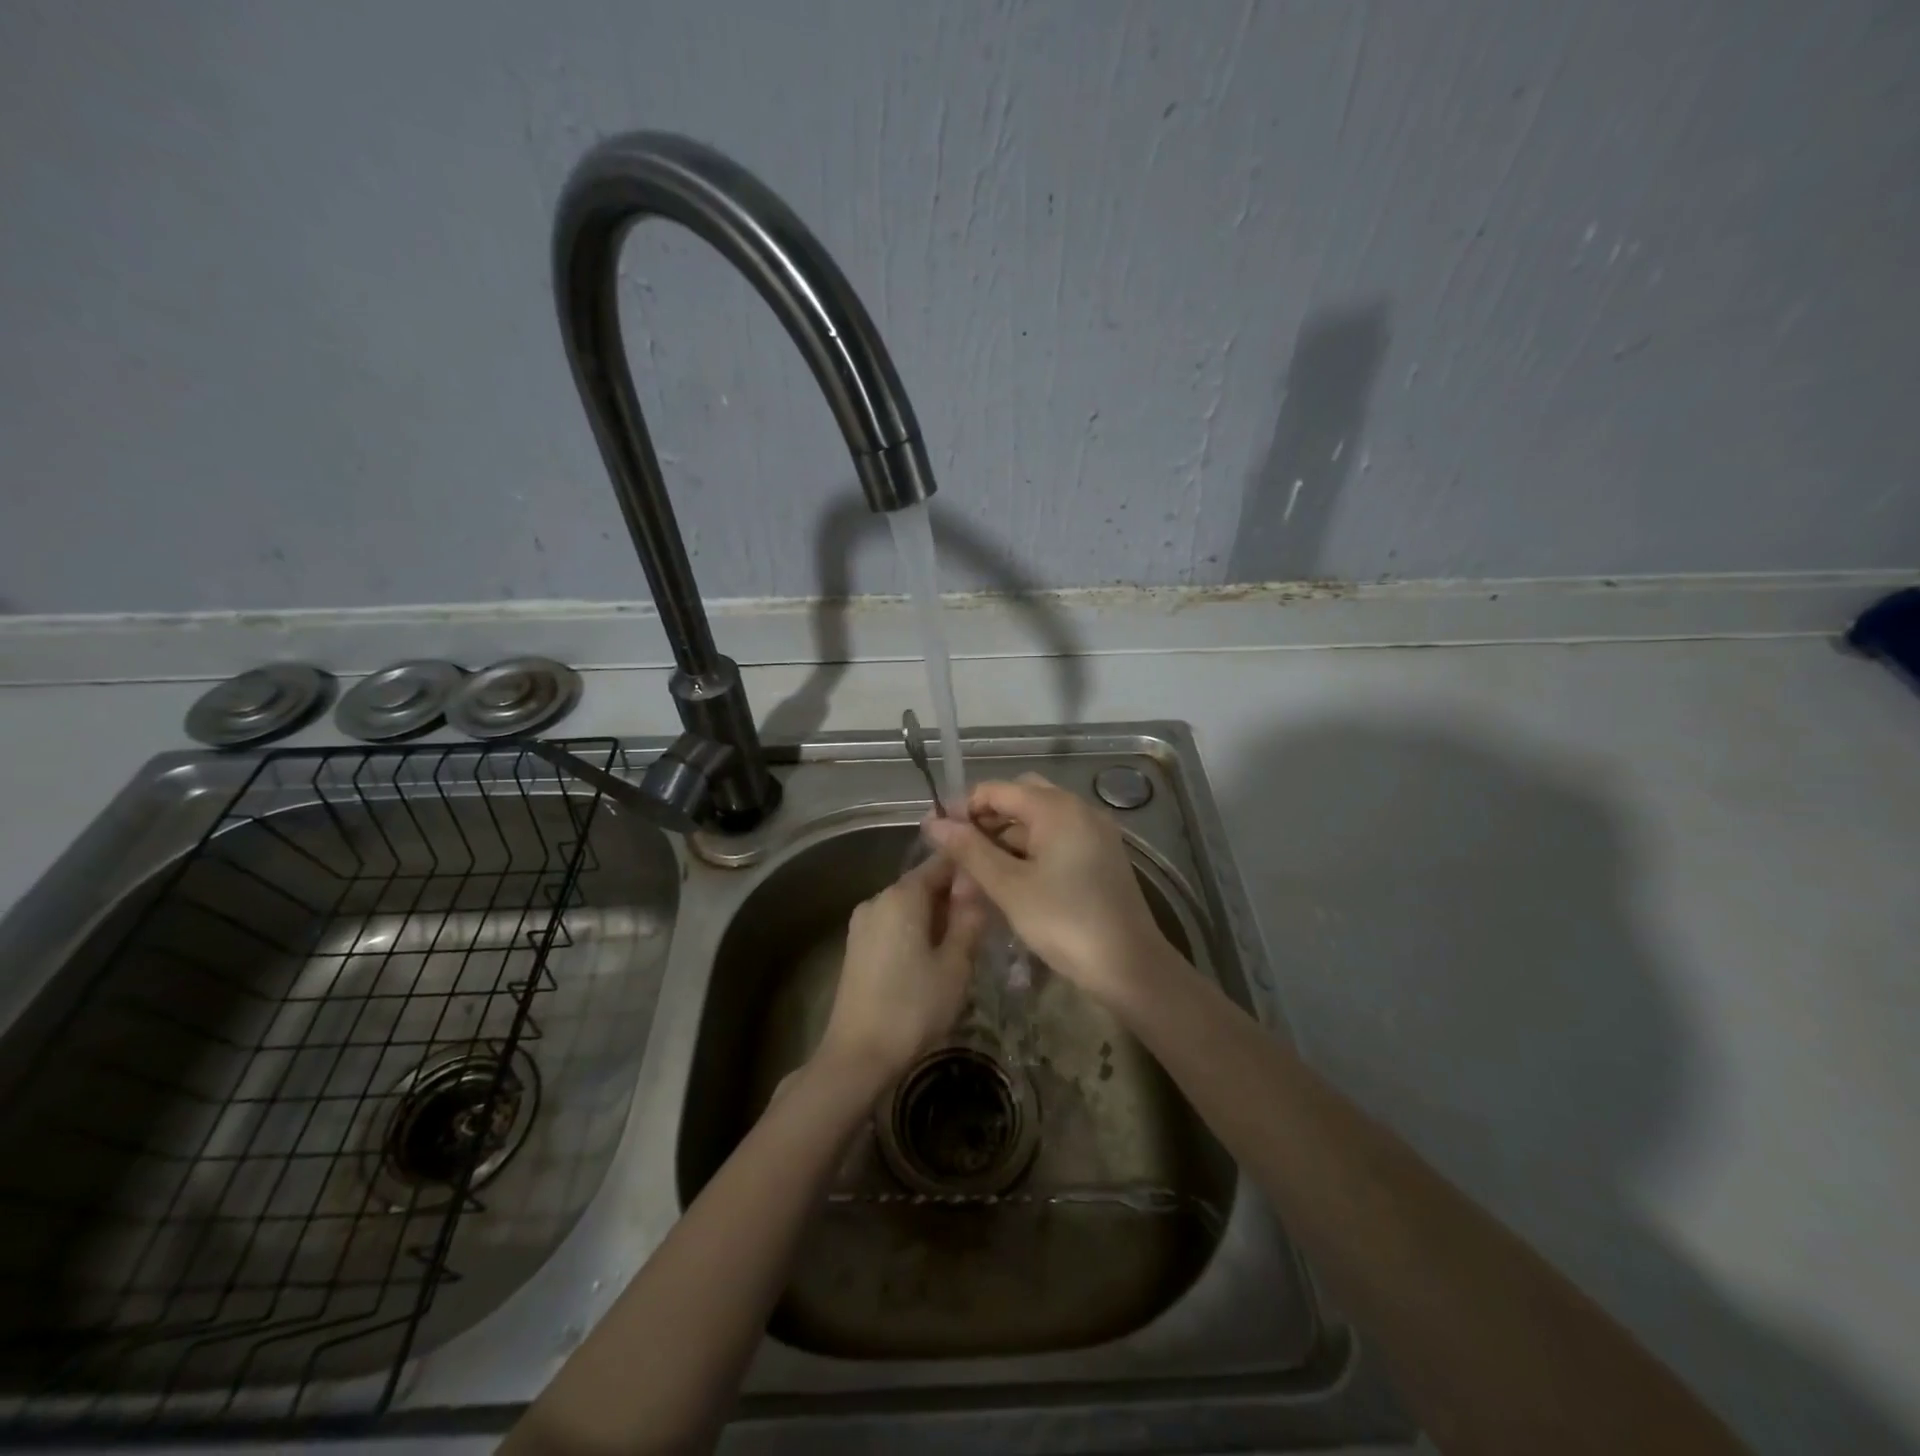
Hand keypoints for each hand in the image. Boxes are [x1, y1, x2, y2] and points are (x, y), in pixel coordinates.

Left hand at [817, 854, 986, 1084]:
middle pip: (923, 883)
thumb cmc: (913, 1007)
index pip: (942, 861)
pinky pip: (894, 924)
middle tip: (984, 921)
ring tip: (963, 943)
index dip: (969, 867)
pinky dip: (916, 930)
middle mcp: (878, 898)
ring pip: (909, 905)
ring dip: (936, 916)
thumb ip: (968, 918)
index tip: (994, 882)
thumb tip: (975, 883)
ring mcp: (862, 922)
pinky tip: (933, 958)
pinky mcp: (856, 946)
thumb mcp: (955, 964)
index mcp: (902, 895)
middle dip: (953, 896)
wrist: (857, 1055)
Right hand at [921, 774, 1168, 1004]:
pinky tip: (1011, 878)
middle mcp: (1078, 808)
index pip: (996, 789)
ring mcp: (1094, 831)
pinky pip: (1057, 837)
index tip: (937, 835)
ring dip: (1006, 836)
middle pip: (1019, 797)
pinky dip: (1030, 849)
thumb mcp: (1009, 886)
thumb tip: (933, 823)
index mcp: (1056, 807)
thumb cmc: (1065, 922)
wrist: (1131, 966)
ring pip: (1038, 819)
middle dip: (985, 819)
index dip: (962, 808)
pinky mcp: (1101, 854)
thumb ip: (969, 850)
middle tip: (959, 852)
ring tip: (978, 870)